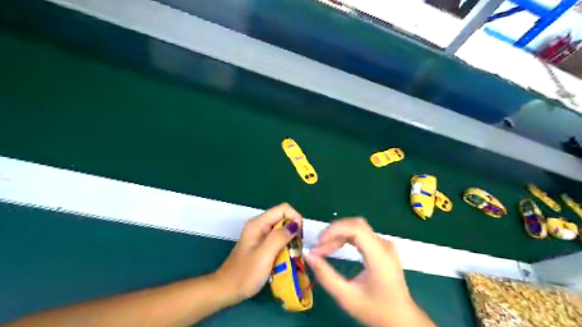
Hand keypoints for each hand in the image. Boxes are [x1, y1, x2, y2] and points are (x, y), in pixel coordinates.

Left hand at [215, 203, 304, 304]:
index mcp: (258, 224)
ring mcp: (260, 236)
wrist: (226, 291)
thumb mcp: (264, 255)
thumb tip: (296, 224)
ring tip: (293, 256)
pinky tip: (286, 259)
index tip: (299, 236)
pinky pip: (279, 240)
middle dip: (294, 231)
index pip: (283, 209)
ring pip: (283, 230)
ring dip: (291, 241)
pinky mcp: (262, 245)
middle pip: (284, 218)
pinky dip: (285, 247)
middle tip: (297, 249)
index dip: (295, 218)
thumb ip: (279, 237)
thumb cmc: (244, 274)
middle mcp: (260, 226)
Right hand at [306, 217, 433, 326]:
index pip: (356, 228)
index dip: (335, 230)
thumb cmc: (375, 310)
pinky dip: (345, 238)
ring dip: (338, 235)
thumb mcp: (346, 297)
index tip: (319, 242)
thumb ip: (325, 276)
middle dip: (334, 233)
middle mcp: (384, 245)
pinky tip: (335, 247)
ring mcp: (385, 245)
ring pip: (357, 228)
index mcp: (380, 256)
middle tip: (319, 248)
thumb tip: (308, 255)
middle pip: (355, 225)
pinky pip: (361, 234)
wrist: (401, 319)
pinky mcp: (382, 247)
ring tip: (324, 249)